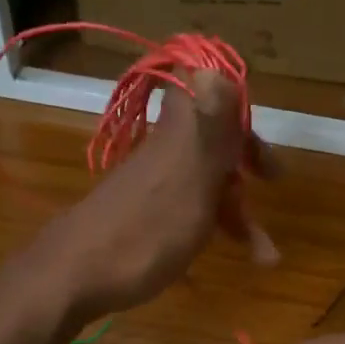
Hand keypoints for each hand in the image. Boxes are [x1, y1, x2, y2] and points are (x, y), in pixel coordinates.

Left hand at [27, 70, 275, 322]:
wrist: (71, 278)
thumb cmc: (145, 230)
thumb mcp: (189, 178)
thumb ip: (209, 126)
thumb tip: (215, 66)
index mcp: (177, 134)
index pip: (203, 91)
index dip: (236, 106)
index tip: (258, 135)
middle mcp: (163, 152)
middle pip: (209, 138)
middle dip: (244, 161)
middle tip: (272, 182)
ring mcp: (150, 185)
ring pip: (201, 181)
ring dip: (235, 210)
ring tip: (265, 255)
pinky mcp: (140, 217)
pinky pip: (185, 211)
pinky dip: (209, 227)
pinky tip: (224, 256)